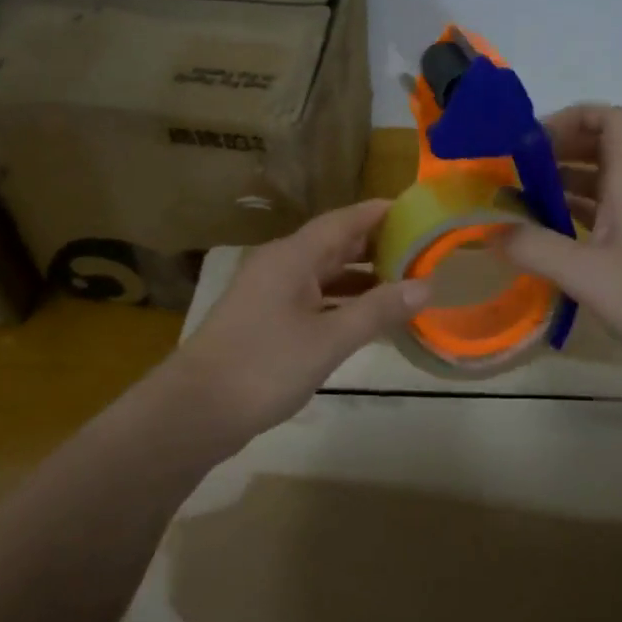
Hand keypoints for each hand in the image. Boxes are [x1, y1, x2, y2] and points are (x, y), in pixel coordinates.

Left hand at [170, 199, 429, 438]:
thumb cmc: (264, 366)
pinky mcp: (265, 320)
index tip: (418, 210)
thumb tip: (426, 286)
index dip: (380, 213)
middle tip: (423, 250)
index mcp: (292, 256)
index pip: (344, 220)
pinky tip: (367, 318)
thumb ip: (378, 311)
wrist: (195, 411)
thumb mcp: (329, 339)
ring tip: (405, 283)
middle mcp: (280, 265)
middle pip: (334, 244)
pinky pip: (313, 298)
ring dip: (362, 278)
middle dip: (377, 246)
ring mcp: (269, 293)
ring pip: (324, 274)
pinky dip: (342, 303)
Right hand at [504, 105, 621, 385]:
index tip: (530, 140)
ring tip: (516, 204)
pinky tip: (544, 242)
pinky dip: (570, 221)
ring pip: (599, 189)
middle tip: (512, 171)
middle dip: (556, 153)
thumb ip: (536, 248)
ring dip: (560, 187)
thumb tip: (490, 230)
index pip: (613, 121)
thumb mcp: (586, 274)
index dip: (574, 117)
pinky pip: (600, 223)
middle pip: (601, 152)